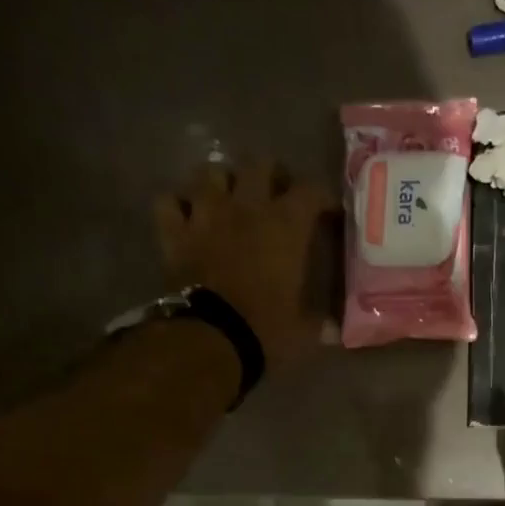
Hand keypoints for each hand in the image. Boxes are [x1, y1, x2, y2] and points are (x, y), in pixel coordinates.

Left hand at [155, 159, 339, 370]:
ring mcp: (205, 215)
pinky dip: (179, 205)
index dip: (322, 197)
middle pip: (259, 165)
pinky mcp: (174, 233)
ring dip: (223, 182)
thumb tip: (334, 329)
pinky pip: (169, 201)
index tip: (328, 212)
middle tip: (278, 195)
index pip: (311, 191)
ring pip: (211, 172)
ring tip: (231, 199)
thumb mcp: (306, 329)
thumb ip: (321, 321)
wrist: (211, 339)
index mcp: (286, 226)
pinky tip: (188, 217)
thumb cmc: (267, 330)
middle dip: (272, 176)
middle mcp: (246, 207)